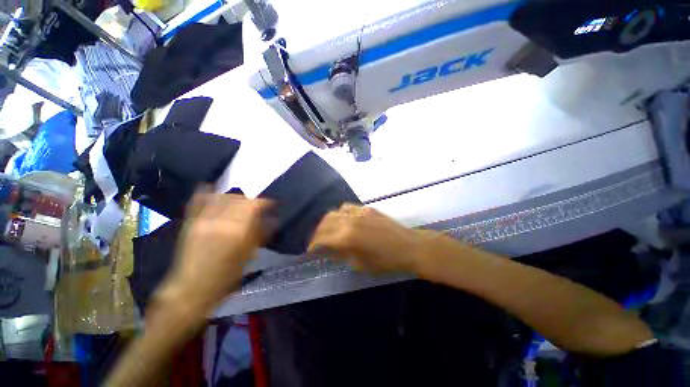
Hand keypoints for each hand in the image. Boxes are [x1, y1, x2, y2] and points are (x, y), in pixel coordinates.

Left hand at [156, 192, 271, 313]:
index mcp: (238, 230)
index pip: (255, 205)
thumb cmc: (226, 275)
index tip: (272, 205)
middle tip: (257, 208)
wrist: (192, 288)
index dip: (266, 202)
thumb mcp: (249, 255)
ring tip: (239, 203)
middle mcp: (221, 220)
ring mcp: (203, 219)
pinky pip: (199, 200)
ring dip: (234, 198)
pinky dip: (208, 193)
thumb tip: (273, 219)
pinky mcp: (191, 221)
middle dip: (251, 201)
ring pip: (222, 197)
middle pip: (240, 199)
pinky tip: (215, 191)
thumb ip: (262, 233)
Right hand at [308, 204, 434, 273]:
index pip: (321, 238)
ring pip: (334, 212)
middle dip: (317, 232)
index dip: (313, 245)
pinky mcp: (367, 208)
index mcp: (347, 237)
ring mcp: (359, 212)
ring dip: (327, 221)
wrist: (409, 246)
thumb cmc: (386, 261)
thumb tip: (329, 251)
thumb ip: (341, 254)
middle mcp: (350, 220)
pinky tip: (343, 221)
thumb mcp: (360, 264)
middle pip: (325, 222)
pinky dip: (340, 214)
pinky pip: (347, 207)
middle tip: (317, 241)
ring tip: (328, 230)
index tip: (310, 251)